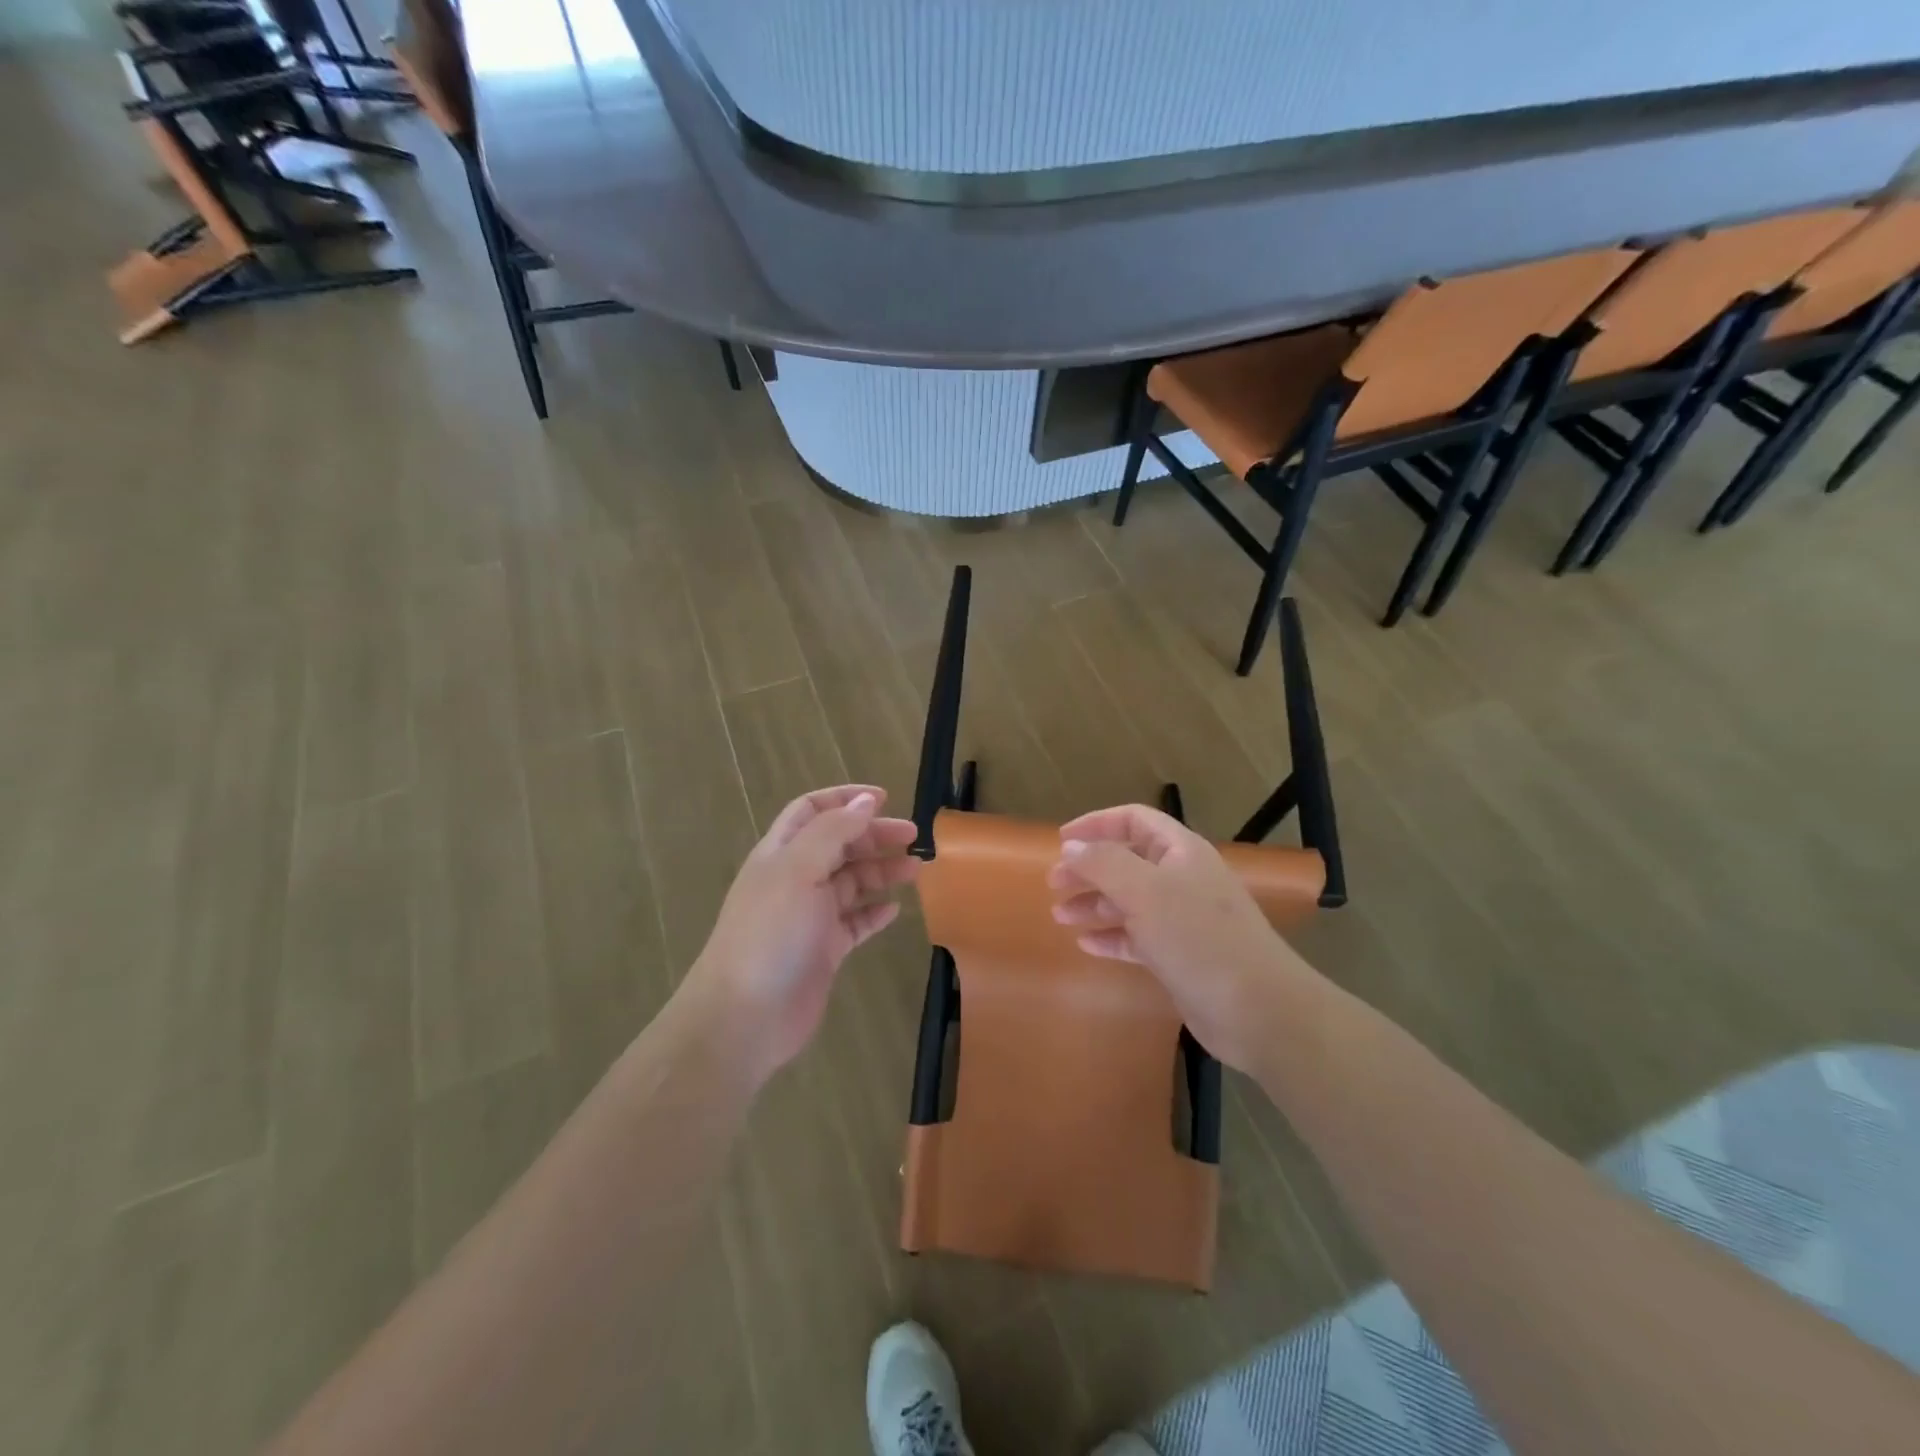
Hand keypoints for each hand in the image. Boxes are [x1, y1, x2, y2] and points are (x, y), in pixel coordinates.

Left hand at [686, 785, 919, 1084]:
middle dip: (874, 835)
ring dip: (882, 871)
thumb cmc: (770, 932)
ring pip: (851, 882)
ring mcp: (809, 916)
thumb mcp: (799, 869)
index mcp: (781, 853)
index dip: (845, 799)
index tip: (885, 798)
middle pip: (839, 844)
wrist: (746, 1015)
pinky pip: (855, 922)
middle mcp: (795, 879)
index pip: (812, 810)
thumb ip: (833, 832)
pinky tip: (895, 909)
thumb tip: (866, 802)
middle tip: (913, 837)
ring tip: (916, 870)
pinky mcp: (824, 950)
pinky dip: (875, 911)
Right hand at [1048, 804, 1315, 1073]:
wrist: (1259, 1010)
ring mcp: (1184, 919)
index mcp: (1181, 852)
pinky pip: (1138, 937)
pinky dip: (1112, 936)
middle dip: (1089, 868)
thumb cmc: (1199, 938)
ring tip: (1060, 915)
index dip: (1096, 824)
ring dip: (1095, 903)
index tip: (1060, 841)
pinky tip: (1086, 944)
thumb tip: (1072, 847)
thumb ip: (1104, 863)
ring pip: (1130, 900)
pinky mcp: (1182, 956)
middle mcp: (1183, 879)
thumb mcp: (1144, 891)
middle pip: (1128, 860)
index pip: (1134, 820)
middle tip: (1054, 884)